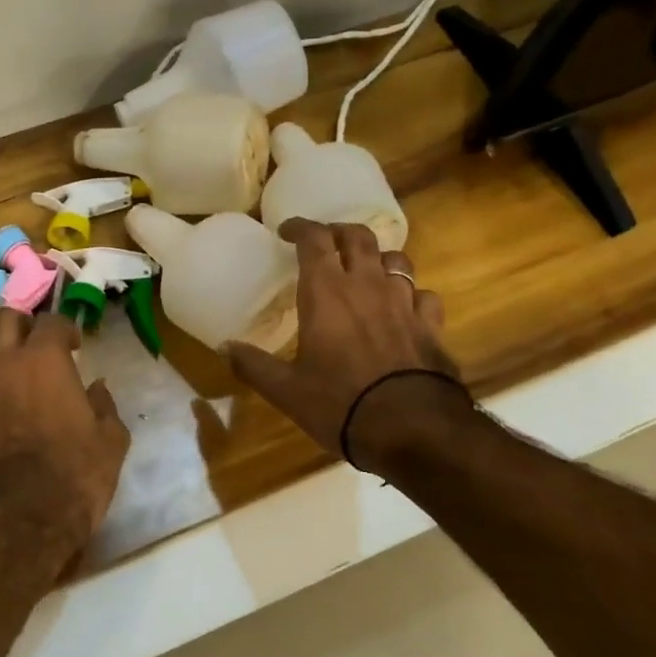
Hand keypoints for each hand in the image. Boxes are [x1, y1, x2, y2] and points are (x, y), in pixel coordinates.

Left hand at [0, 310, 130, 558]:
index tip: (76, 345)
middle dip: (23, 324)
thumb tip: (96, 388)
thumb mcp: (110, 440)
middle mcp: (3, 363)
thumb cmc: (74, 473)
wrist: (18, 521)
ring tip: (22, 377)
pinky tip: (7, 410)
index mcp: (43, 359)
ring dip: (3, 354)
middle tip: (41, 345)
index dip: (66, 328)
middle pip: (4, 319)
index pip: (51, 320)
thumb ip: (104, 405)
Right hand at [227, 219, 463, 466]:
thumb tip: (224, 347)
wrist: (412, 429)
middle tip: (326, 243)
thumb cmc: (340, 403)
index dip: (300, 227)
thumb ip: (253, 365)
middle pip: (358, 236)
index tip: (286, 232)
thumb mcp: (286, 390)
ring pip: (395, 259)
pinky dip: (411, 294)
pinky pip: (423, 294)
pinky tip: (404, 308)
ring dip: (377, 259)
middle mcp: (367, 285)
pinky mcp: (431, 324)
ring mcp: (404, 302)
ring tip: (366, 271)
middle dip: (339, 232)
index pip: (314, 239)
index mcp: (326, 292)